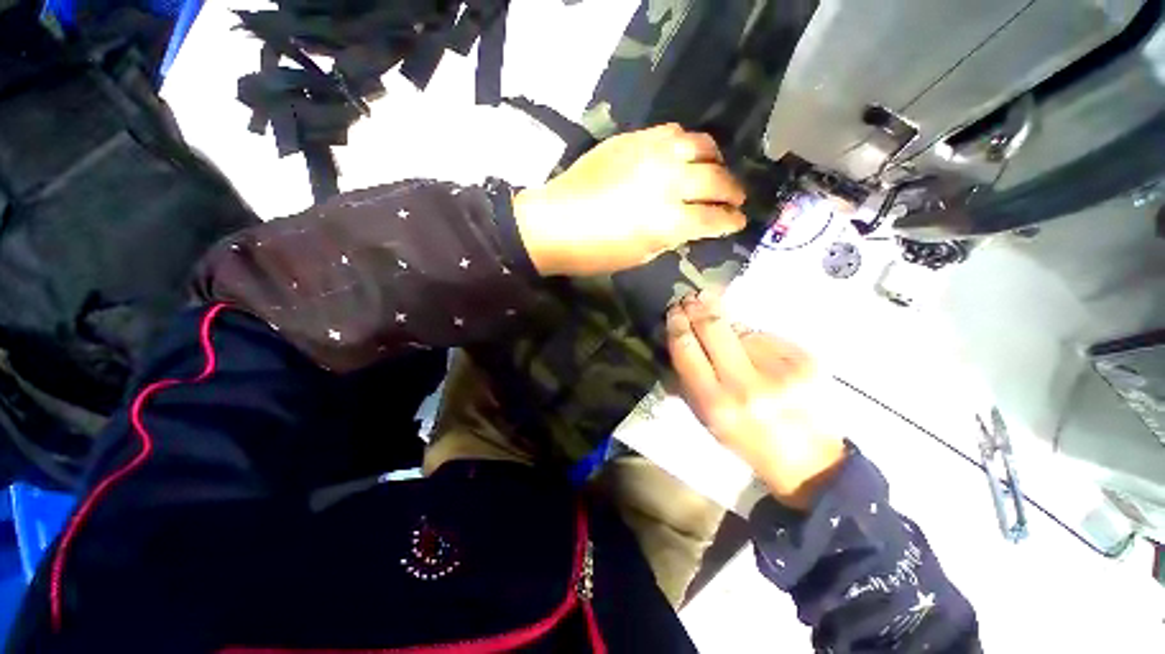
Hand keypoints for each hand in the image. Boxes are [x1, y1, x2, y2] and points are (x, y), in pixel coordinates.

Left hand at [514, 124, 746, 275]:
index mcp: (668, 222)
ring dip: (715, 160)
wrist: (554, 222)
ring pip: (701, 146)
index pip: (714, 218)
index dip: (730, 221)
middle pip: (716, 180)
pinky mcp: (633, 139)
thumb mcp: (639, 255)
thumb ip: (671, 237)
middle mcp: (668, 183)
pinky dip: (686, 144)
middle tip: (735, 198)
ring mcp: (651, 156)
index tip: (738, 221)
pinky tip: (683, 155)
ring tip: (714, 170)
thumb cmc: (594, 251)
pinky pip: (673, 133)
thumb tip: (689, 225)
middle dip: (732, 191)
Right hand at [666, 291, 846, 508]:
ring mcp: (780, 370)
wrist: (809, 461)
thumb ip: (687, 381)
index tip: (674, 310)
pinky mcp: (806, 361)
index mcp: (716, 403)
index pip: (687, 350)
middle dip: (698, 308)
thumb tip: (679, 340)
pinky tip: (756, 349)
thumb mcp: (707, 419)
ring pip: (742, 328)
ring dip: (727, 322)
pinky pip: (767, 336)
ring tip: (721, 324)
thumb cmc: (747, 441)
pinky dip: (755, 337)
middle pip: (714, 328)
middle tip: (691, 297)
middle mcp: (746, 385)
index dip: (678, 325)